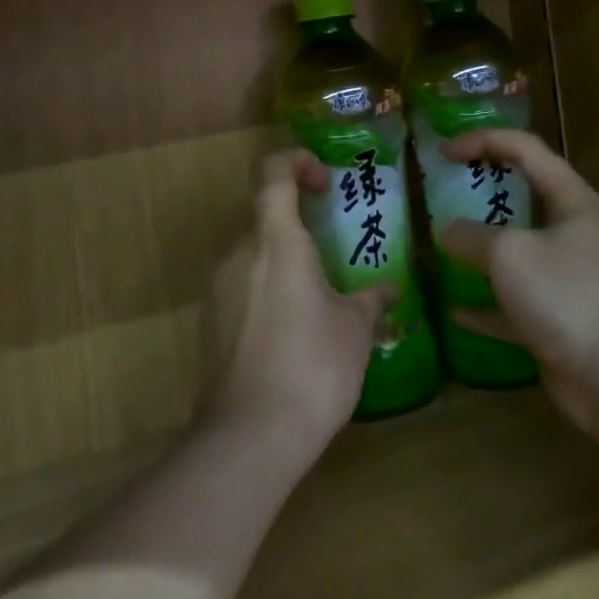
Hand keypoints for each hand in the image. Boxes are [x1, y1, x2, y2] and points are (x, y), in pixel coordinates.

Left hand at [199, 149, 388, 456]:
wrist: (250, 436)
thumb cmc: (313, 365)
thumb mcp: (355, 329)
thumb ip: (371, 300)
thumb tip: (389, 290)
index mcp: (275, 240)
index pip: (272, 172)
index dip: (296, 162)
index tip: (323, 183)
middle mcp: (239, 254)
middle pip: (264, 219)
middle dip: (298, 229)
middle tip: (334, 256)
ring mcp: (217, 290)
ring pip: (253, 258)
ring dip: (283, 266)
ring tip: (319, 303)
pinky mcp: (209, 325)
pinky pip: (241, 292)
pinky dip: (267, 296)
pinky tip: (293, 336)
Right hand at [440, 129, 598, 441]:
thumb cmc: (566, 295)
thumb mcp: (509, 254)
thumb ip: (471, 235)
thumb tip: (446, 229)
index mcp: (570, 200)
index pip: (524, 149)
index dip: (482, 141)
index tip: (441, 153)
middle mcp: (570, 231)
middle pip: (522, 194)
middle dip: (482, 188)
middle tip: (442, 189)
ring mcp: (564, 276)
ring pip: (515, 250)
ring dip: (480, 246)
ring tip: (440, 240)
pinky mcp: (555, 317)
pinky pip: (511, 302)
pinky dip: (484, 304)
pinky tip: (453, 309)